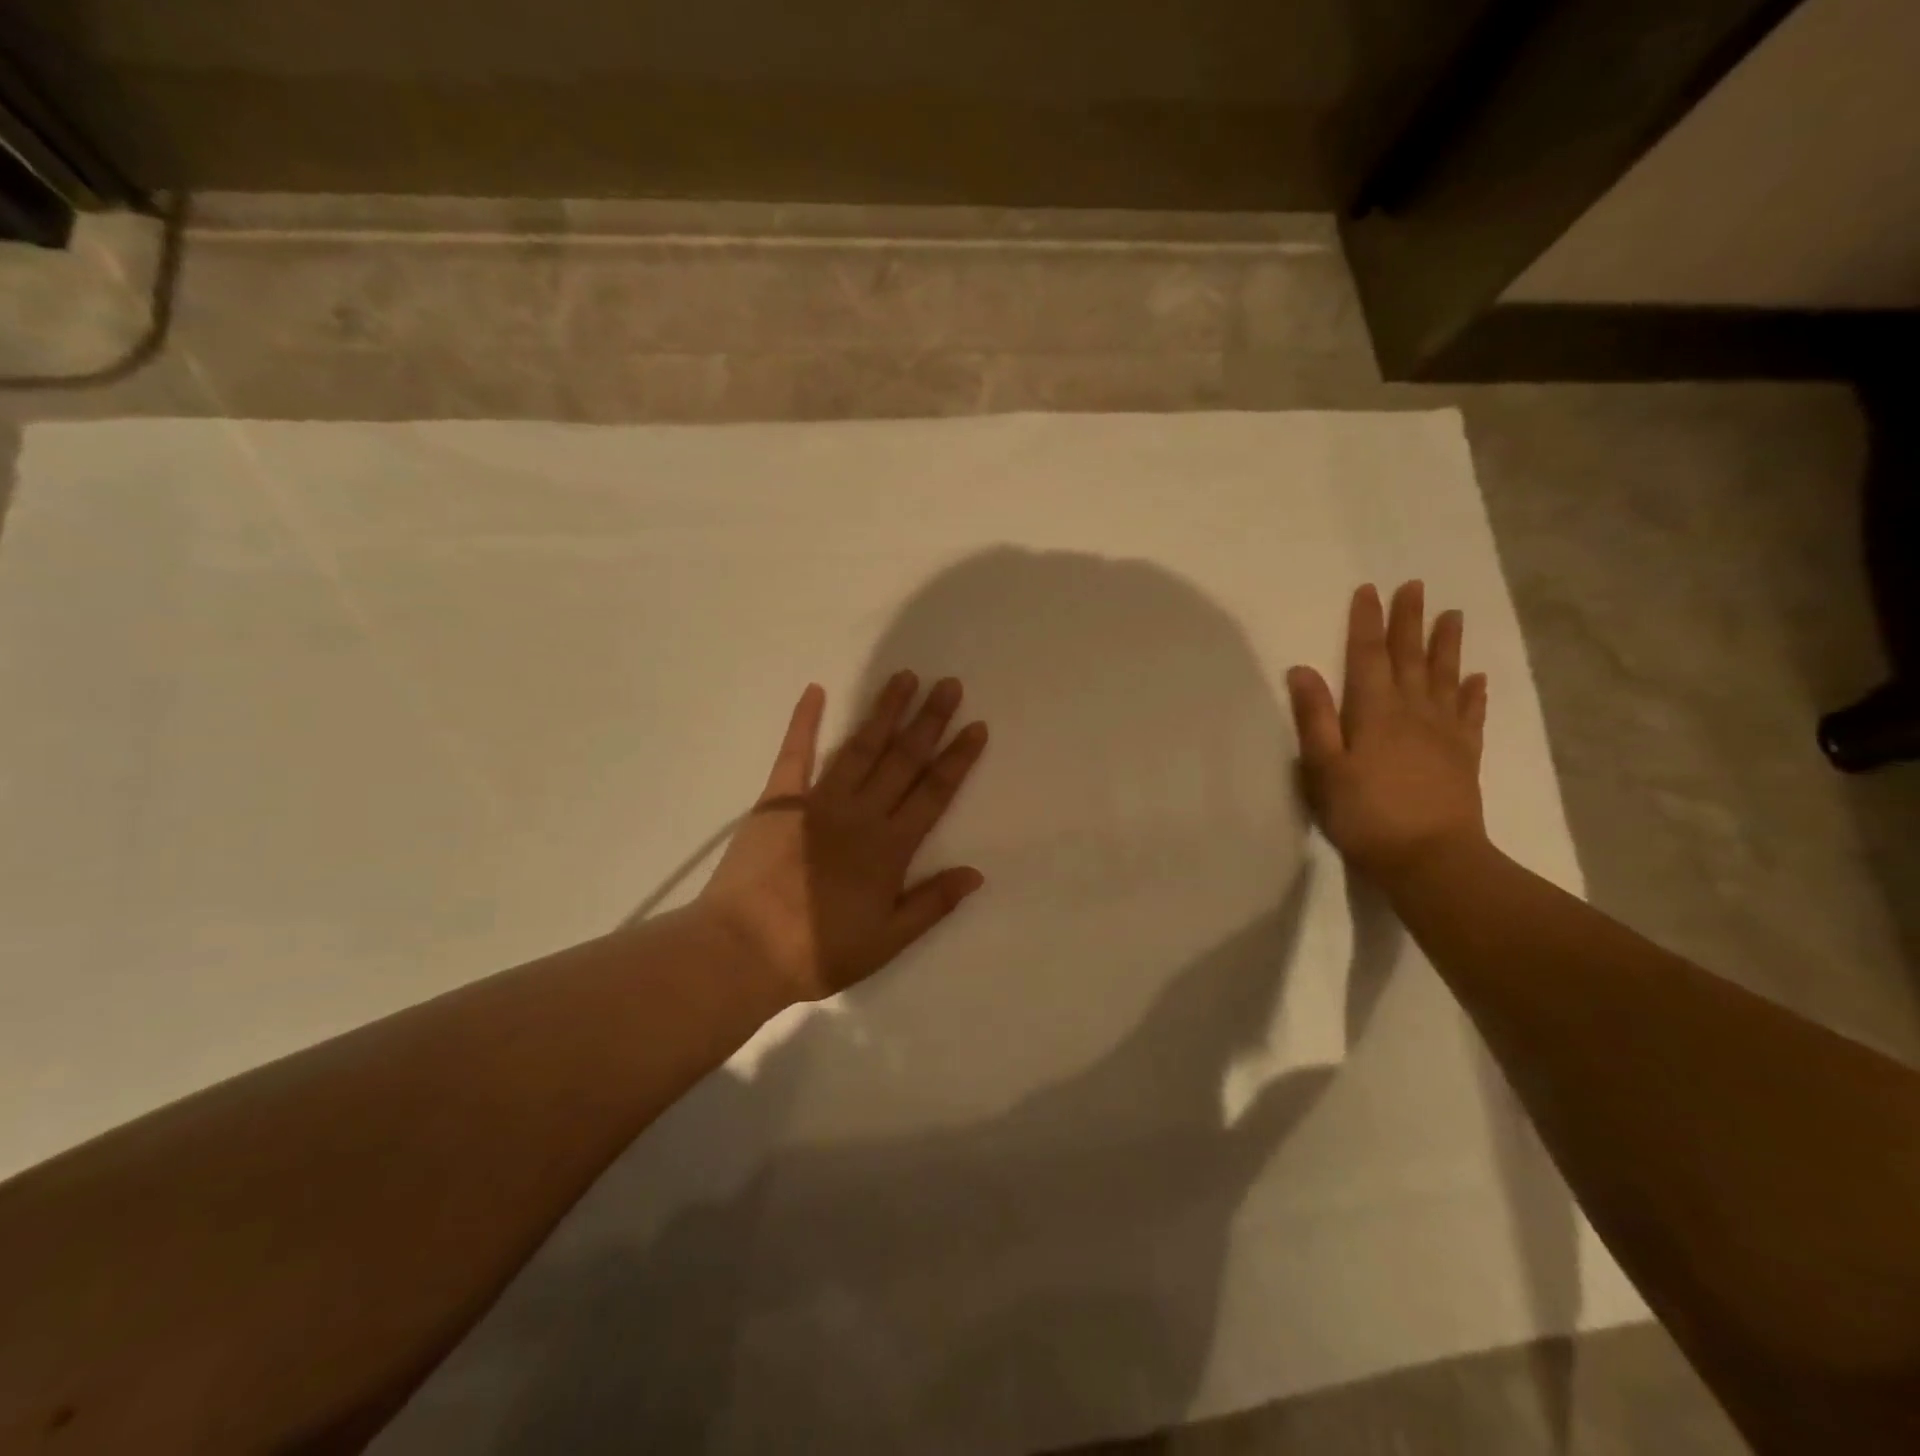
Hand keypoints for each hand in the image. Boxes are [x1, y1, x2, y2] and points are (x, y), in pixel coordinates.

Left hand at [697, 673, 989, 1005]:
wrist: (743, 951)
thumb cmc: (818, 951)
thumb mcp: (887, 940)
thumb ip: (932, 903)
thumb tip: (976, 873)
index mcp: (889, 847)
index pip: (933, 793)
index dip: (957, 759)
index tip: (975, 726)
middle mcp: (860, 814)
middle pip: (903, 760)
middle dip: (929, 721)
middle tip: (948, 685)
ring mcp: (817, 802)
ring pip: (861, 748)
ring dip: (884, 712)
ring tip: (904, 678)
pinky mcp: (777, 801)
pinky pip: (794, 753)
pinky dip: (804, 721)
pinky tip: (815, 691)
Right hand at [1286, 582, 1488, 885]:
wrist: (1430, 858)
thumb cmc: (1365, 815)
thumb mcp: (1324, 768)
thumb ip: (1314, 718)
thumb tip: (1302, 669)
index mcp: (1374, 712)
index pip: (1368, 656)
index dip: (1367, 622)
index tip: (1369, 590)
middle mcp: (1413, 712)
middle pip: (1410, 658)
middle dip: (1409, 621)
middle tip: (1415, 586)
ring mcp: (1443, 733)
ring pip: (1444, 677)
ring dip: (1446, 645)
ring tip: (1452, 615)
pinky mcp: (1464, 755)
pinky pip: (1471, 714)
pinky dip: (1473, 693)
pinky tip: (1476, 678)